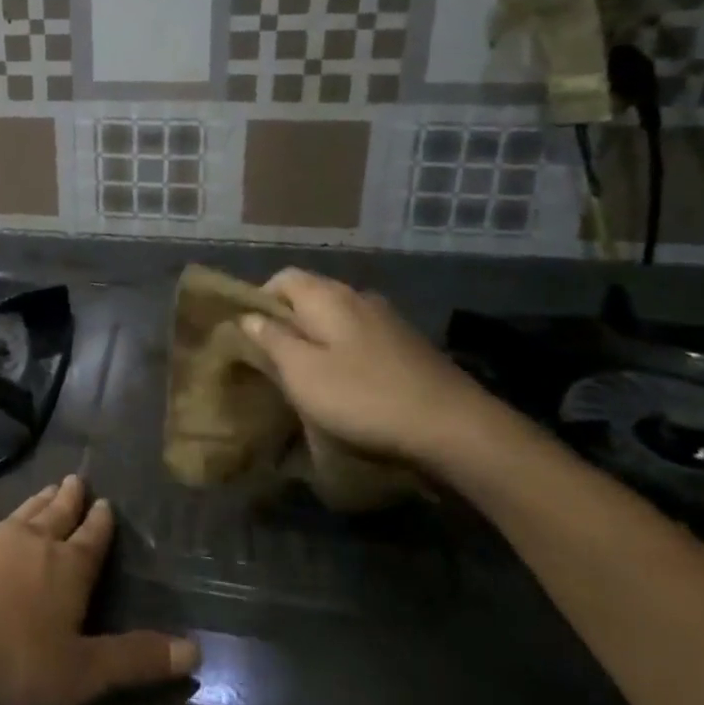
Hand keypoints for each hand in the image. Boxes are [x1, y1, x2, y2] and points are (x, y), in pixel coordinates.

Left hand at [0, 475, 198, 704]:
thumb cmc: (12, 662)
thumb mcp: (81, 673)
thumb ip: (135, 660)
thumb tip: (194, 648)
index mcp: (68, 571)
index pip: (92, 541)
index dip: (102, 525)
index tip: (107, 504)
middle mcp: (33, 544)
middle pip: (58, 517)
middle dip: (71, 501)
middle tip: (78, 480)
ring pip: (23, 513)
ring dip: (37, 501)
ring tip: (49, 485)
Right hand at [240, 269, 514, 472]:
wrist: (454, 427)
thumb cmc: (363, 397)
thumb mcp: (302, 373)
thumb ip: (272, 340)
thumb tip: (249, 317)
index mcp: (327, 296)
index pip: (283, 277)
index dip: (260, 300)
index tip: (252, 335)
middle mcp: (358, 296)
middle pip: (311, 297)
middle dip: (290, 323)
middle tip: (277, 361)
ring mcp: (389, 320)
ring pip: (338, 319)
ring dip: (319, 340)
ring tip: (311, 376)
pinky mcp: (410, 345)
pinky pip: (363, 338)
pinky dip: (347, 353)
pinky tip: (350, 386)